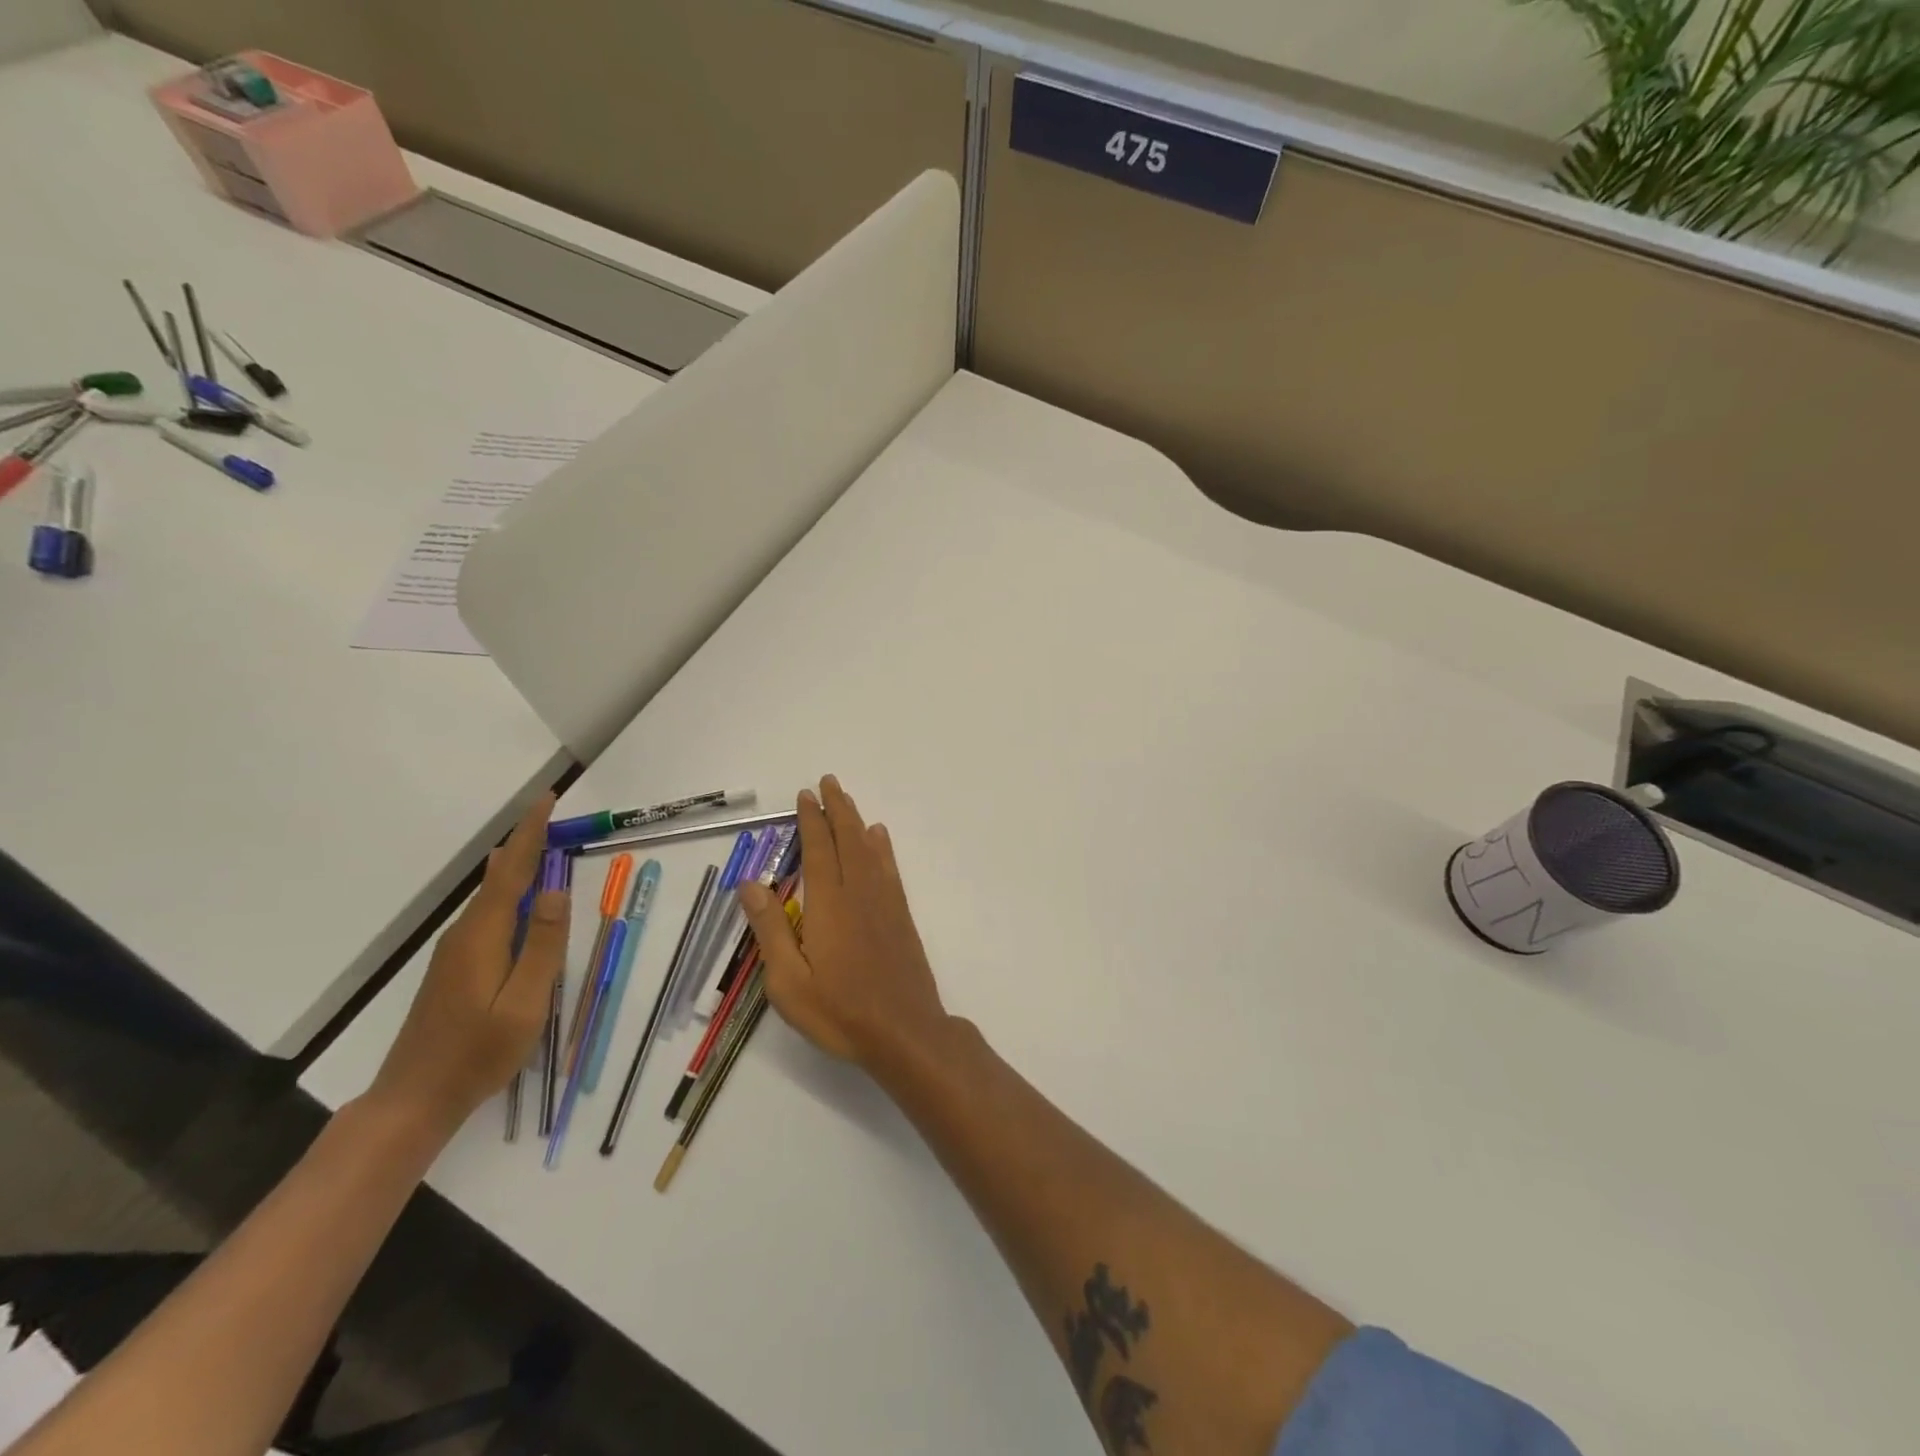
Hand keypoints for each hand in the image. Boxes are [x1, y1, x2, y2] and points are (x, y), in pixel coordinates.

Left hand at [368, 794, 569, 1136]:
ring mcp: (456, 952)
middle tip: (551, 815)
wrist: (414, 1099)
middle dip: (525, 842)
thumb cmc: (478, 1052)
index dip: (530, 833)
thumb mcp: (525, 1002)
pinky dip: (510, 894)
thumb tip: (557, 890)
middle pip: (499, 877)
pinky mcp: (455, 969)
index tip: (546, 799)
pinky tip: (521, 900)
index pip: (512, 871)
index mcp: (484, 936)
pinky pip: (489, 916)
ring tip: (541, 845)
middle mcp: (466, 934)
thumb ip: (544, 945)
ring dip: (518, 867)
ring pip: (492, 897)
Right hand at [740, 776, 948, 1070]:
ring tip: (848, 801)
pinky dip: (882, 848)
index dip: (811, 820)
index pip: (818, 850)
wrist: (905, 1031)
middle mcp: (859, 893)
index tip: (805, 795)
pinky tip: (879, 838)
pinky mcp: (901, 916)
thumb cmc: (840, 1012)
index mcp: (828, 905)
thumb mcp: (789, 982)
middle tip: (828, 782)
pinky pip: (889, 869)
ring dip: (857, 821)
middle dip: (836, 809)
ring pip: (870, 849)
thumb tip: (750, 884)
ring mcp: (884, 903)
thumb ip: (771, 930)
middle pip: (847, 840)